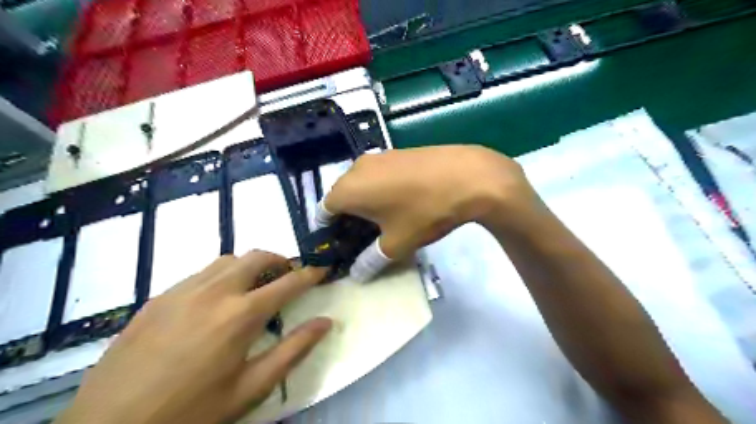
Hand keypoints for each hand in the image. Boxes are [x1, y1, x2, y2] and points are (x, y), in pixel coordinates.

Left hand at [57, 251, 329, 423]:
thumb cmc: (192, 411)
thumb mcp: (250, 388)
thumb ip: (293, 350)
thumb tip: (325, 322)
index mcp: (241, 315)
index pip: (288, 282)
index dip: (310, 274)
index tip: (323, 269)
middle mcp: (215, 291)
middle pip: (257, 257)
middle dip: (280, 260)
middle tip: (288, 275)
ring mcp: (183, 290)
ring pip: (228, 260)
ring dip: (249, 265)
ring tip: (253, 286)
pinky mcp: (159, 297)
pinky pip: (200, 273)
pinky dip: (221, 276)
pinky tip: (215, 301)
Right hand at [319, 145, 536, 281]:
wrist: (466, 176)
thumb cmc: (423, 212)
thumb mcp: (396, 244)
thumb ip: (370, 261)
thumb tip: (357, 273)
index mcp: (347, 190)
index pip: (323, 213)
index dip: (328, 233)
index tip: (339, 248)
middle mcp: (355, 168)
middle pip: (341, 197)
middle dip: (346, 220)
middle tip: (360, 240)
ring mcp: (378, 157)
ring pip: (360, 185)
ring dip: (364, 204)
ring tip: (381, 223)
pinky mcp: (396, 153)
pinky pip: (378, 176)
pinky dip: (379, 191)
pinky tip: (399, 204)